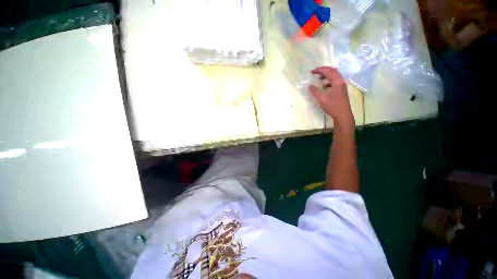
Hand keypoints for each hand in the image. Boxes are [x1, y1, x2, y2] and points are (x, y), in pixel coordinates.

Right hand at [309, 67, 354, 128]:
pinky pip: (335, 81)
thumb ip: (315, 91)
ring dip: (326, 75)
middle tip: (315, 72)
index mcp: (337, 81)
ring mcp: (342, 85)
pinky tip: (324, 85)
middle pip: (333, 71)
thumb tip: (309, 86)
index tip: (312, 71)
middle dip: (323, 70)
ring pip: (334, 76)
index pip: (328, 71)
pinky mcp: (341, 89)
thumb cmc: (332, 106)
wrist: (343, 114)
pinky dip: (328, 80)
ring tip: (318, 78)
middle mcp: (341, 81)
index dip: (320, 70)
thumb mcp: (321, 99)